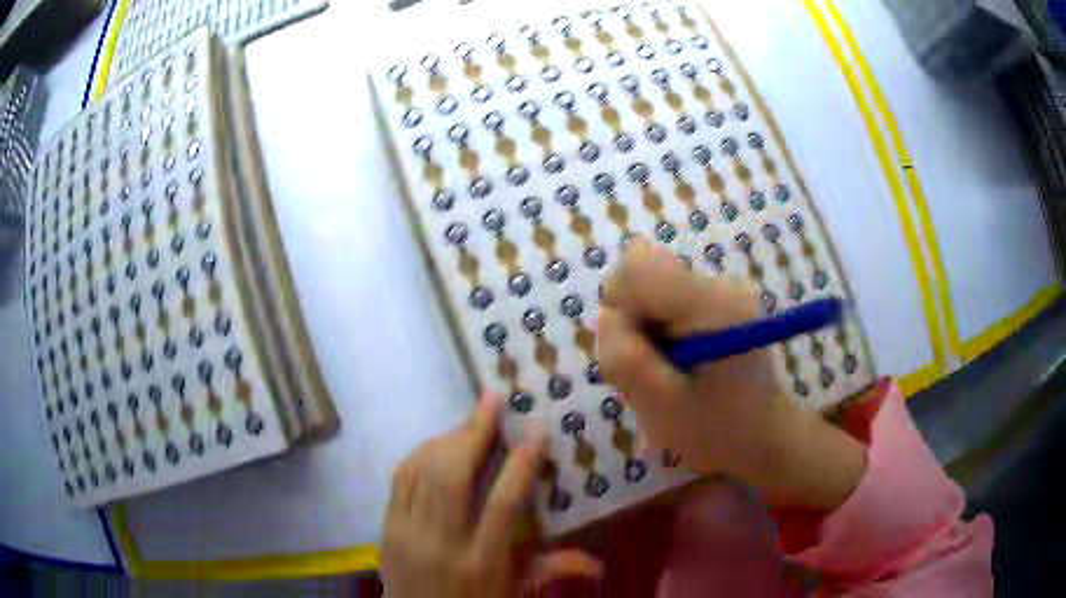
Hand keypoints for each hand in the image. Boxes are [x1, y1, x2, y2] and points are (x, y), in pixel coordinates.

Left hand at [382, 394, 602, 596]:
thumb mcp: (514, 592)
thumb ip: (553, 571)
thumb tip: (600, 565)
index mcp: (482, 561)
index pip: (503, 503)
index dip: (521, 463)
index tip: (536, 430)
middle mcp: (441, 541)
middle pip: (453, 474)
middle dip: (474, 430)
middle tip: (493, 400)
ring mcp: (407, 531)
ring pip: (424, 469)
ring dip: (448, 438)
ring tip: (471, 422)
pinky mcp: (386, 526)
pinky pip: (401, 478)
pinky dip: (420, 454)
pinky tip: (439, 446)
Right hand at [598, 237, 865, 511]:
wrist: (765, 438)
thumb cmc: (717, 431)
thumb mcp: (660, 406)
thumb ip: (625, 357)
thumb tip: (608, 314)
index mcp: (712, 306)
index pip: (637, 270)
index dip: (620, 309)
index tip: (635, 352)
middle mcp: (721, 285)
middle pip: (642, 278)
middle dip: (633, 325)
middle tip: (653, 371)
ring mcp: (723, 290)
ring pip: (650, 292)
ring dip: (646, 333)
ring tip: (669, 373)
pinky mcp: (719, 301)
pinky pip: (666, 302)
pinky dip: (661, 334)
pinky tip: (681, 365)